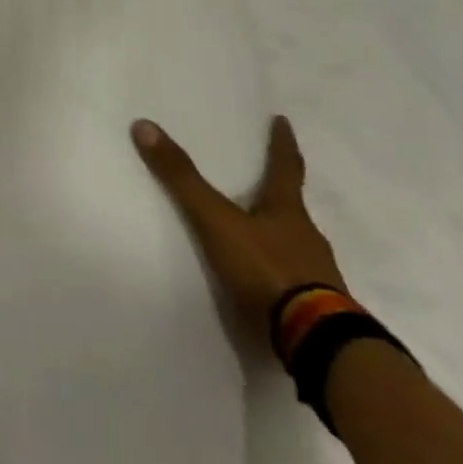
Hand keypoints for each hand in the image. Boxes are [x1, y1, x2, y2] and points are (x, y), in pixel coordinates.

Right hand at [132, 114, 346, 349]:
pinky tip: (267, 282)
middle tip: (264, 180)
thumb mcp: (216, 221)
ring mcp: (317, 275)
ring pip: (296, 245)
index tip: (283, 121)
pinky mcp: (316, 308)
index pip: (285, 167)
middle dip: (278, 194)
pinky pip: (296, 280)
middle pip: (292, 207)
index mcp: (288, 212)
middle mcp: (307, 237)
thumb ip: (182, 179)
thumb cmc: (267, 269)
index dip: (282, 143)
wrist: (317, 342)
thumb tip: (145, 125)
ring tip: (258, 235)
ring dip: (279, 236)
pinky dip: (281, 273)